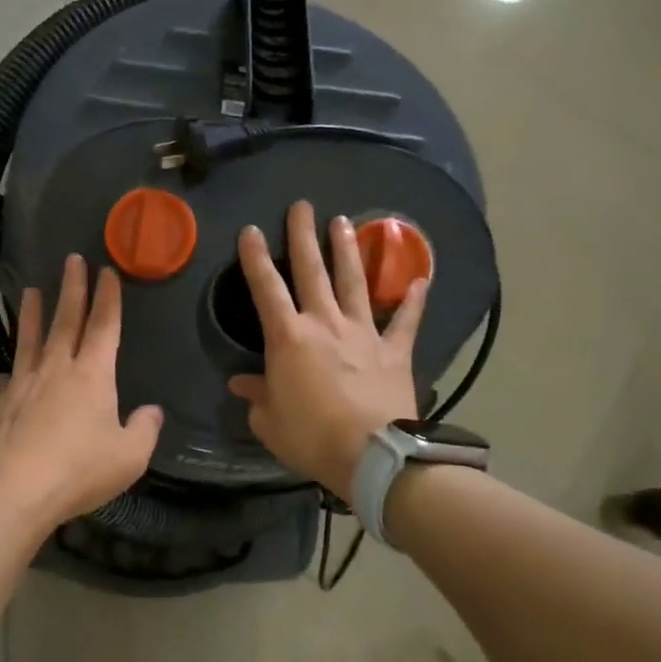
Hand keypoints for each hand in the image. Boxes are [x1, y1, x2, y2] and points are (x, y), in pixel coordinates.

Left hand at [0, 254, 163, 529]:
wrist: (14, 490)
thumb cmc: (79, 470)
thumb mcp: (129, 456)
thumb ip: (144, 429)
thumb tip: (151, 411)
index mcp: (92, 376)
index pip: (104, 326)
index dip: (108, 298)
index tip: (106, 270)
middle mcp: (55, 370)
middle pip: (65, 321)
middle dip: (72, 289)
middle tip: (71, 260)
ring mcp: (22, 386)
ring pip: (29, 340)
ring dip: (32, 314)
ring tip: (29, 291)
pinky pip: (6, 381)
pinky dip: (10, 371)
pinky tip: (8, 372)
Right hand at [227, 200, 425, 500]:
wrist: (372, 455)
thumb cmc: (310, 436)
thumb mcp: (269, 421)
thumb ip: (256, 396)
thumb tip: (241, 383)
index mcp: (288, 339)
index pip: (266, 289)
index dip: (255, 259)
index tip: (250, 230)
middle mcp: (325, 324)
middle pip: (312, 272)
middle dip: (303, 237)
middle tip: (302, 205)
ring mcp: (364, 334)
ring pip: (353, 283)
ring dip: (347, 251)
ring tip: (343, 222)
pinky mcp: (394, 351)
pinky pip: (405, 321)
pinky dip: (413, 300)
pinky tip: (419, 280)